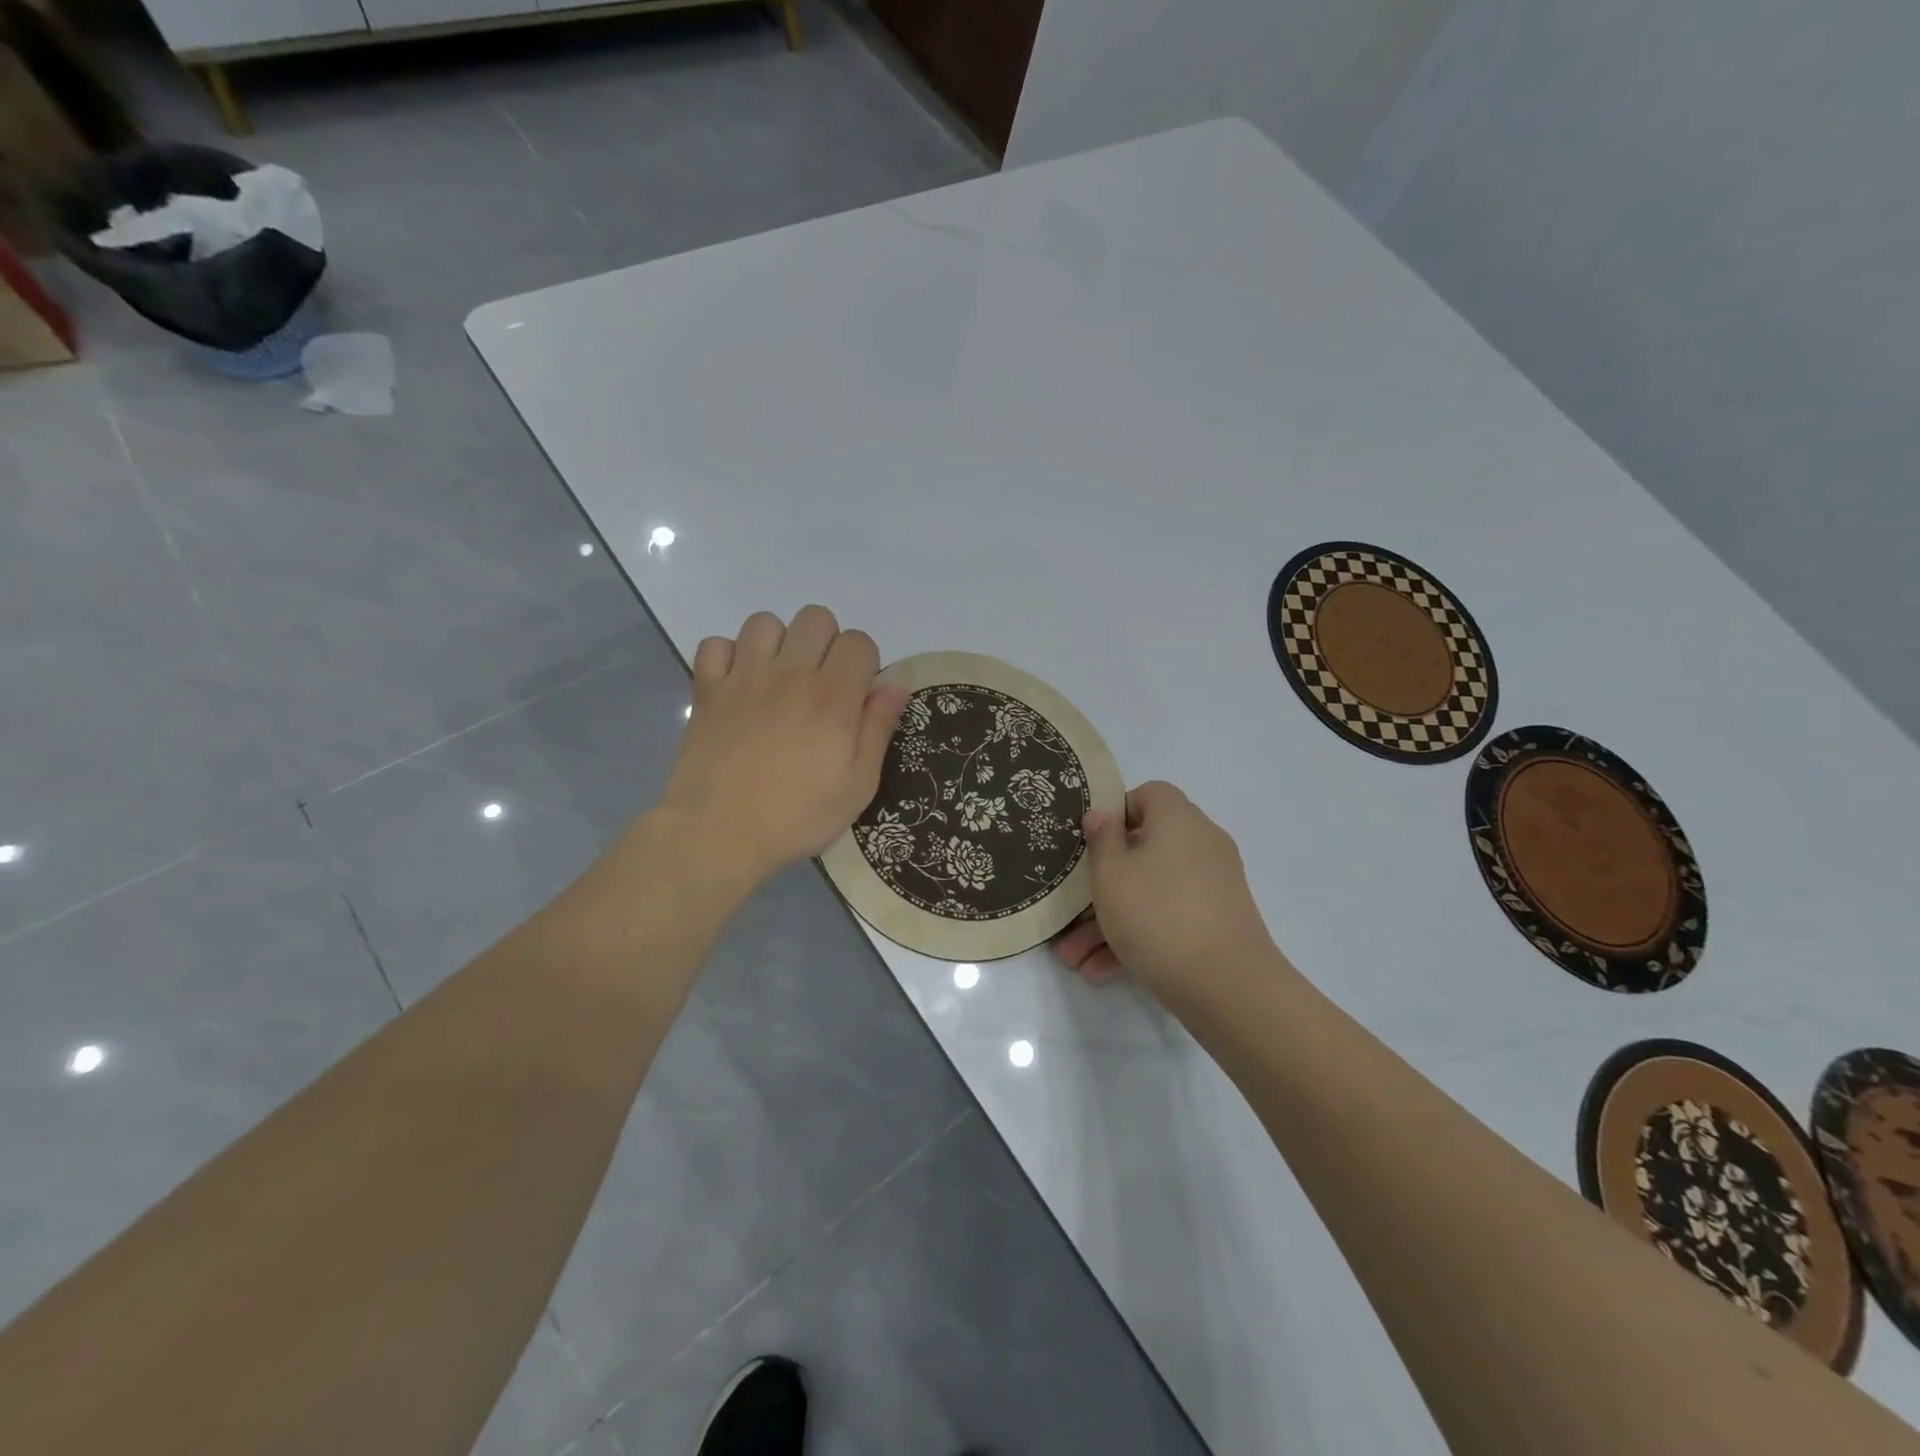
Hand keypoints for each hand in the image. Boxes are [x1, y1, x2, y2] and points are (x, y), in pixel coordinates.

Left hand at [659, 606, 908, 892]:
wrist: (718, 833)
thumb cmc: (797, 816)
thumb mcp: (858, 785)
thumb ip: (878, 728)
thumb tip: (895, 684)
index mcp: (832, 696)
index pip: (858, 641)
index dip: (865, 663)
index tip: (857, 696)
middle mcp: (790, 673)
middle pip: (816, 618)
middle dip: (827, 644)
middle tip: (822, 686)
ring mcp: (744, 677)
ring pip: (765, 622)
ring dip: (779, 643)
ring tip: (779, 680)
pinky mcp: (707, 690)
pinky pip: (715, 644)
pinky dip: (728, 656)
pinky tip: (738, 684)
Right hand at [1052, 781, 1286, 1012]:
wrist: (1229, 987)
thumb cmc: (1157, 915)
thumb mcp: (1111, 874)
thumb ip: (1101, 839)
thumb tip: (1102, 813)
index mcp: (1178, 820)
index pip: (1148, 794)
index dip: (1116, 813)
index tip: (1089, 844)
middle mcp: (1201, 845)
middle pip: (1143, 851)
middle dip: (1101, 885)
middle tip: (1070, 912)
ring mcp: (1213, 886)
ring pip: (1151, 892)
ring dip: (1111, 921)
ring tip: (1075, 959)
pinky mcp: (1218, 923)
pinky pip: (1169, 918)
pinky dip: (1139, 936)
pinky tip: (1103, 972)